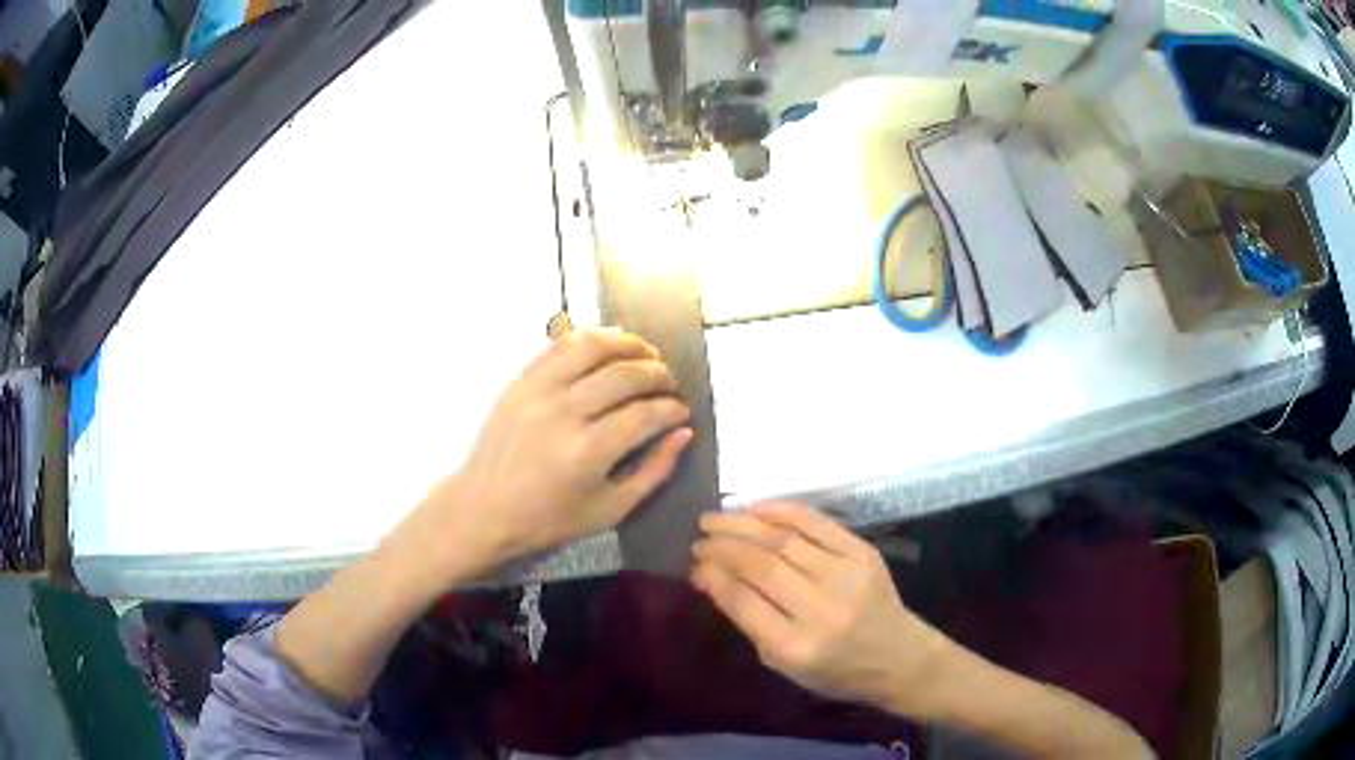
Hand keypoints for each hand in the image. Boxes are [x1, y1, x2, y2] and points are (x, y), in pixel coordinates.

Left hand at [390, 328, 691, 585]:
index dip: (672, 409)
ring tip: (646, 352)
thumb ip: (653, 472)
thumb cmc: (547, 519)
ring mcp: (538, 390)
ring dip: (628, 343)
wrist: (482, 507)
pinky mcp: (520, 380)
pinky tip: (608, 344)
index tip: (683, 411)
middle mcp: (564, 412)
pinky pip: (559, 346)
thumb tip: (683, 433)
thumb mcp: (609, 510)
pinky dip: (590, 338)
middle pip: (624, 375)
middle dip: (658, 374)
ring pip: (593, 347)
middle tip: (670, 383)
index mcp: (588, 452)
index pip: (645, 414)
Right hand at [691, 503, 953, 717]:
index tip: (694, 566)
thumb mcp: (783, 664)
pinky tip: (756, 508)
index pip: (743, 600)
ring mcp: (847, 577)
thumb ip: (748, 621)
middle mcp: (822, 609)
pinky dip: (783, 511)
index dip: (713, 577)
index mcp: (797, 647)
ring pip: (784, 539)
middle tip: (699, 537)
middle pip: (761, 565)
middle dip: (723, 547)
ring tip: (715, 518)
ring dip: (743, 524)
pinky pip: (817, 523)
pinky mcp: (864, 554)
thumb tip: (710, 577)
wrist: (898, 657)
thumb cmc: (835, 671)